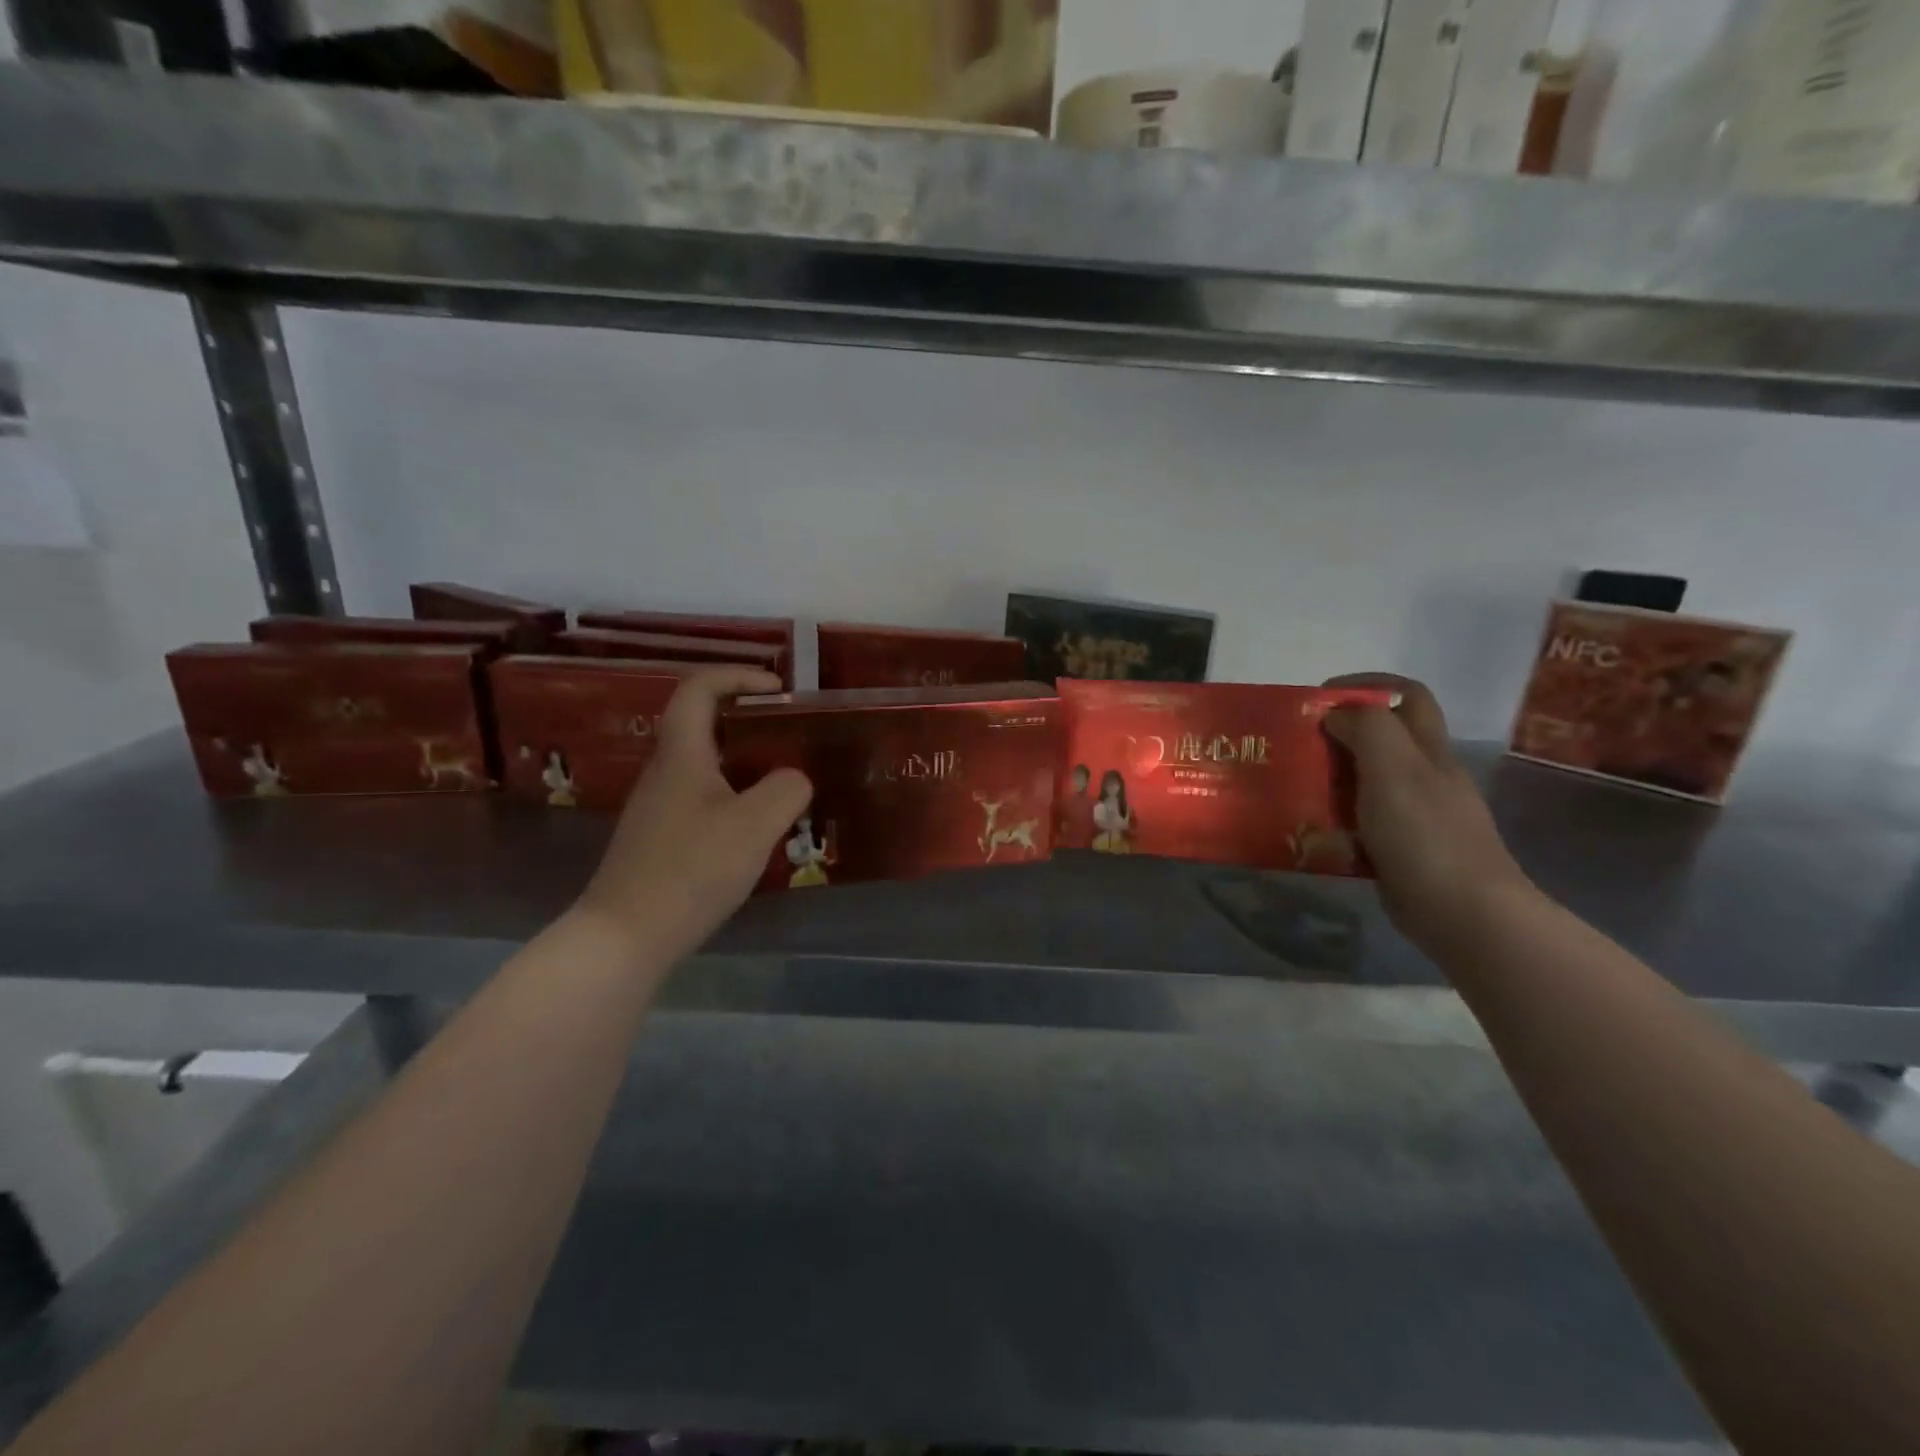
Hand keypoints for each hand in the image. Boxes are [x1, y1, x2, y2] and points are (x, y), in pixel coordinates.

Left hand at [577, 667, 811, 963]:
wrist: (625, 937)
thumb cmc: (691, 870)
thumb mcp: (755, 825)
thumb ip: (786, 790)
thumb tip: (795, 778)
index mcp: (682, 754)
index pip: (700, 689)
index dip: (739, 676)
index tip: (780, 690)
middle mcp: (665, 772)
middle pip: (703, 725)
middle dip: (750, 720)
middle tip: (791, 737)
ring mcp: (658, 807)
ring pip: (705, 765)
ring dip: (745, 763)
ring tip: (784, 784)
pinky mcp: (660, 839)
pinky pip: (703, 799)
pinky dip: (734, 797)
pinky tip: (757, 830)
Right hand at [1323, 675, 1535, 952]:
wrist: (1463, 912)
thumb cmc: (1425, 833)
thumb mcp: (1393, 767)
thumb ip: (1367, 729)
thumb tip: (1337, 714)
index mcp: (1427, 750)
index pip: (1406, 696)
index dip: (1366, 686)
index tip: (1320, 698)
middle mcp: (1424, 775)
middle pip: (1382, 738)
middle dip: (1339, 733)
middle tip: (1298, 743)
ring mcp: (1414, 814)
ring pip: (1367, 781)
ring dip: (1331, 777)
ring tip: (1294, 784)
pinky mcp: (1399, 848)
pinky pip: (1360, 822)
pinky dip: (1335, 820)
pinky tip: (1311, 830)